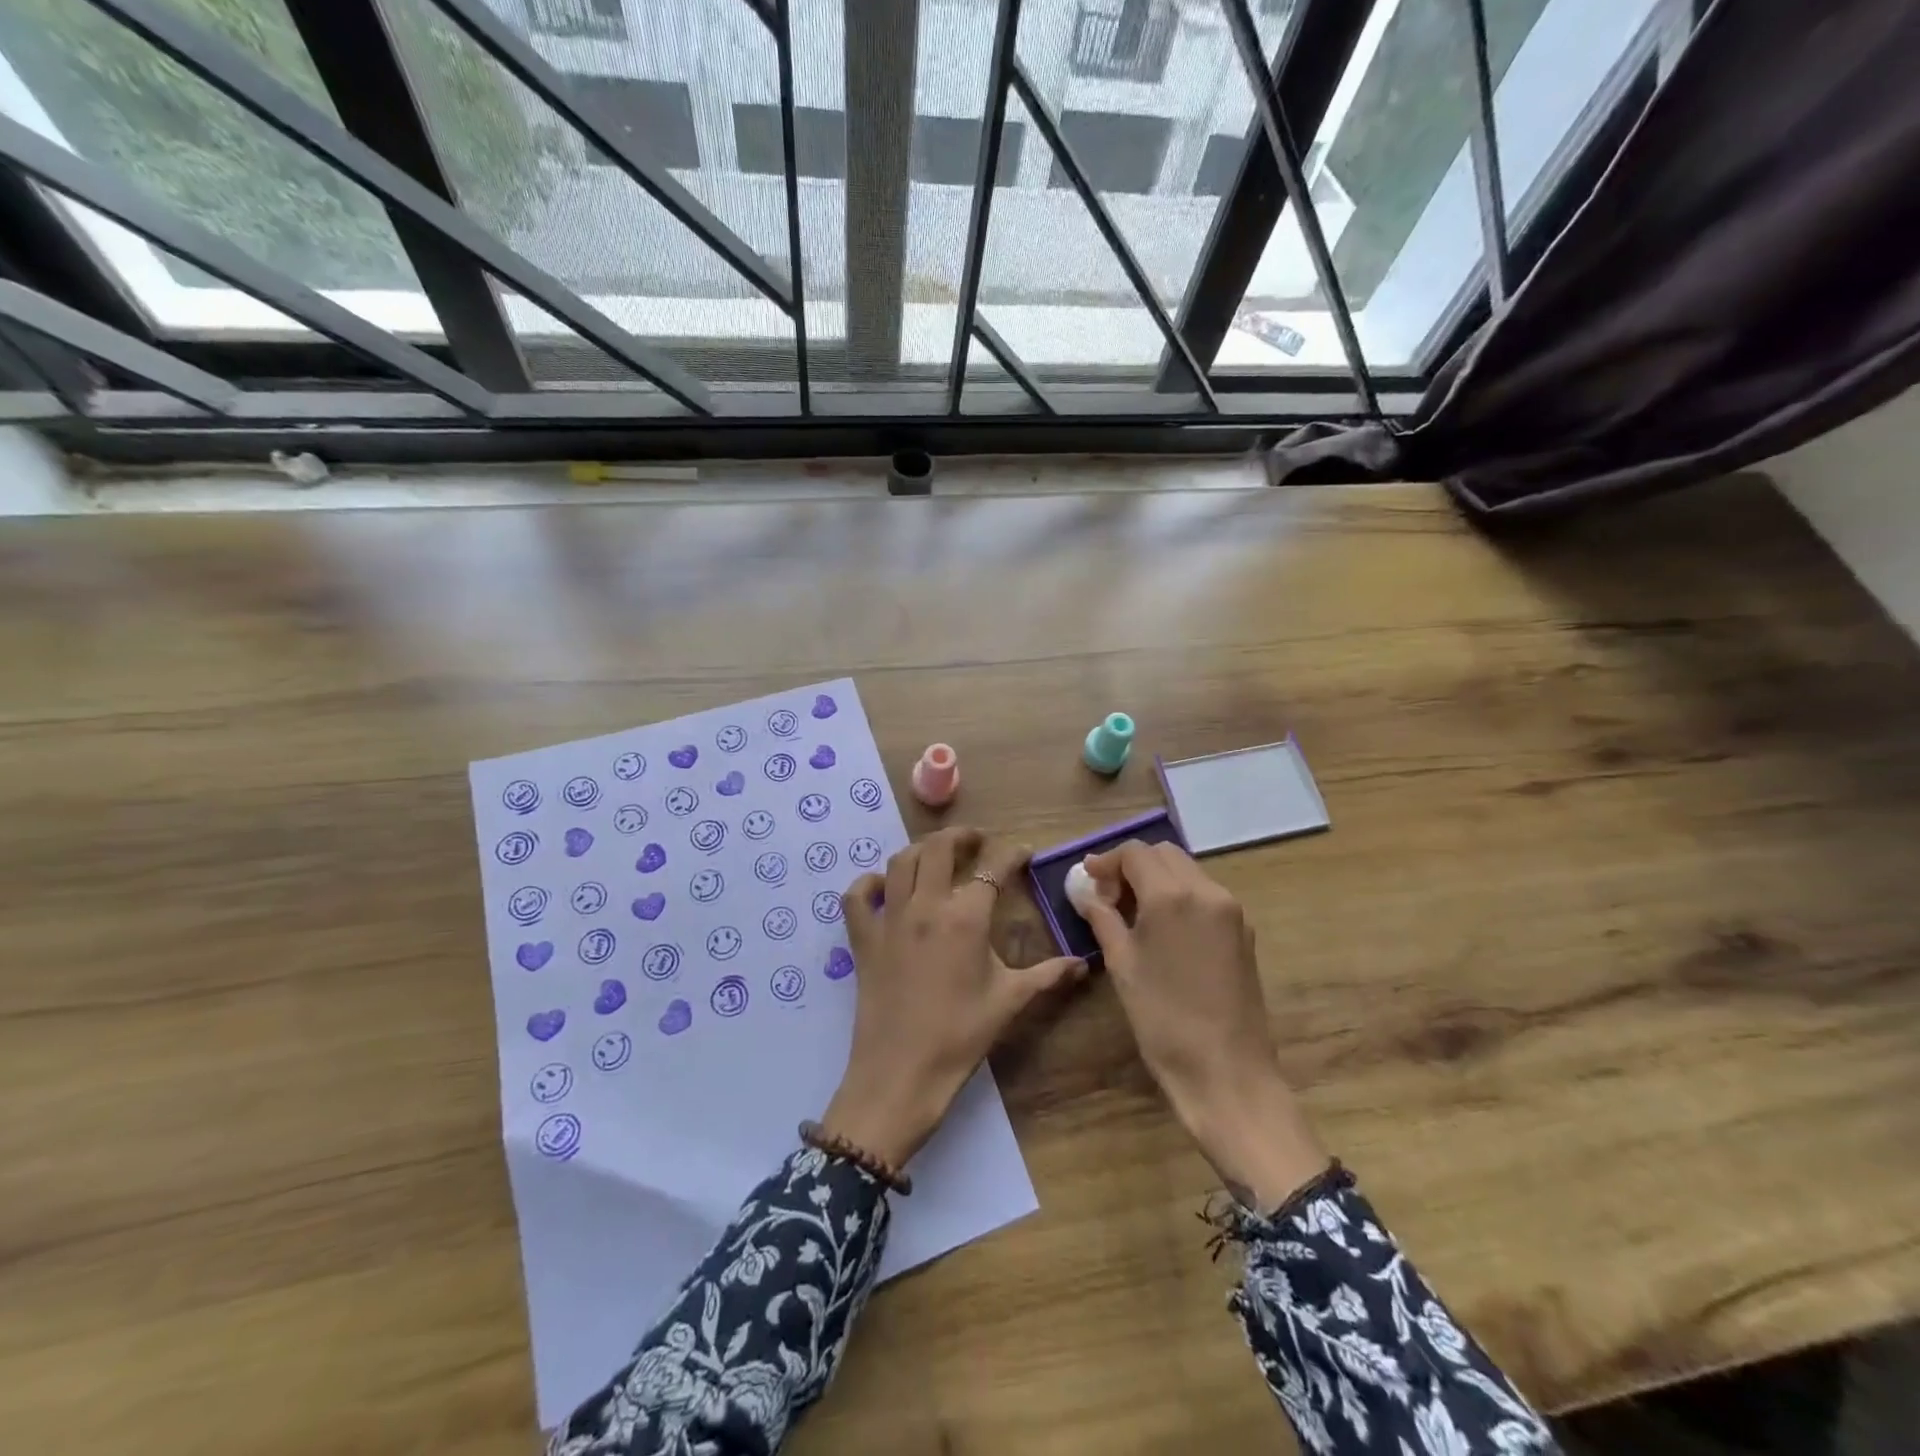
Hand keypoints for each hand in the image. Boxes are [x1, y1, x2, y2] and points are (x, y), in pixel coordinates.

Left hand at [822, 827, 1086, 1169]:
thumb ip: (1047, 975)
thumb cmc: (961, 1036)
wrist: (901, 1073)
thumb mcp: (1010, 1001)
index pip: (992, 869)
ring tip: (936, 856)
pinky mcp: (863, 939)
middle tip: (976, 842)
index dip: (1011, 856)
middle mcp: (925, 906)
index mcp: (965, 917)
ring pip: (900, 862)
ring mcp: (889, 919)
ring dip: (920, 850)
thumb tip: (1081, 964)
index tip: (1023, 852)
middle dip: (960, 837)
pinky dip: (868, 884)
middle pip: (938, 848)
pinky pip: (857, 897)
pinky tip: (883, 887)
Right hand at [1080, 840, 1326, 1211]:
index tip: (1088, 880)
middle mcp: (1207, 891)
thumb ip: (1102, 918)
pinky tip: (1163, 927)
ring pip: (1188, 870)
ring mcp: (1231, 910)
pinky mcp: (1244, 931)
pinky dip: (1180, 895)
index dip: (1107, 861)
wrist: (1227, 1072)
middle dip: (1133, 865)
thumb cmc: (1163, 1019)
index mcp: (1172, 895)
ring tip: (1133, 912)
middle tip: (1109, 895)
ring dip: (1157, 878)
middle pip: (1164, 854)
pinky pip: (1206, 894)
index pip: (1136, 853)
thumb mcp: (1122, 965)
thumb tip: (1086, 892)